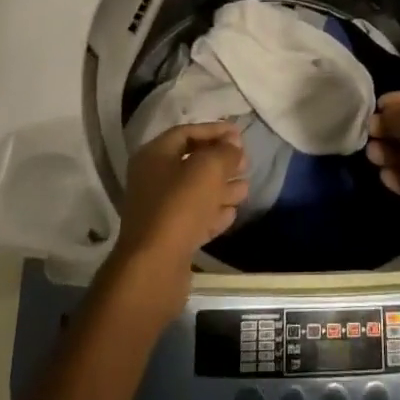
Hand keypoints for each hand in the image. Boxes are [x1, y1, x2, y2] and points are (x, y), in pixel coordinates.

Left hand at [107, 122, 249, 324]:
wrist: (154, 268)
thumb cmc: (179, 206)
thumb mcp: (208, 169)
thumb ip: (224, 152)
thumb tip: (233, 145)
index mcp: (155, 155)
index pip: (187, 132)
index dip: (214, 131)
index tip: (240, 135)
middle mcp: (153, 179)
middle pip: (192, 162)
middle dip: (221, 162)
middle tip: (246, 164)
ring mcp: (159, 210)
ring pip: (196, 192)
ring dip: (222, 188)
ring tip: (246, 189)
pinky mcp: (168, 237)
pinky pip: (194, 217)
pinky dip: (213, 213)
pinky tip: (232, 213)